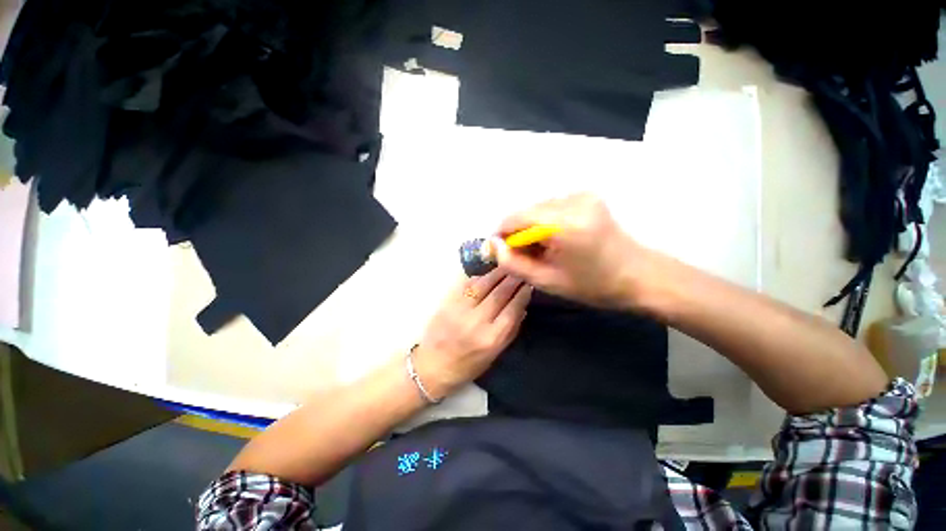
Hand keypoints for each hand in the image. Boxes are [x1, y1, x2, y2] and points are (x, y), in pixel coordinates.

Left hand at [413, 268, 531, 399]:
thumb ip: (510, 331)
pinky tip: (487, 275)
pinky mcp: (447, 302)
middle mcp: (477, 322)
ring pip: (483, 285)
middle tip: (520, 272)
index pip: (512, 310)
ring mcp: (460, 309)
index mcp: (491, 338)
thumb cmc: (468, 365)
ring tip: (507, 268)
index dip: (522, 294)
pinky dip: (479, 278)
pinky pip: (466, 284)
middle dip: (513, 280)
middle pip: (499, 294)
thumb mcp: (494, 355)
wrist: (433, 365)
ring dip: (497, 274)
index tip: (529, 284)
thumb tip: (521, 307)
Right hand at [495, 193, 645, 308]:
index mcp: (565, 224)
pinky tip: (554, 239)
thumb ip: (514, 263)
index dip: (502, 234)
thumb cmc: (594, 285)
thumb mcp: (547, 281)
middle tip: (523, 255)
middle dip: (517, 232)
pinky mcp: (587, 196)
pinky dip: (545, 222)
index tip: (500, 251)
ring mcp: (582, 195)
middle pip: (526, 211)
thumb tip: (494, 246)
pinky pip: (552, 207)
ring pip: (538, 208)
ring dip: (531, 227)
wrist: (639, 276)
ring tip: (541, 250)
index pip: (516, 219)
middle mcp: (573, 200)